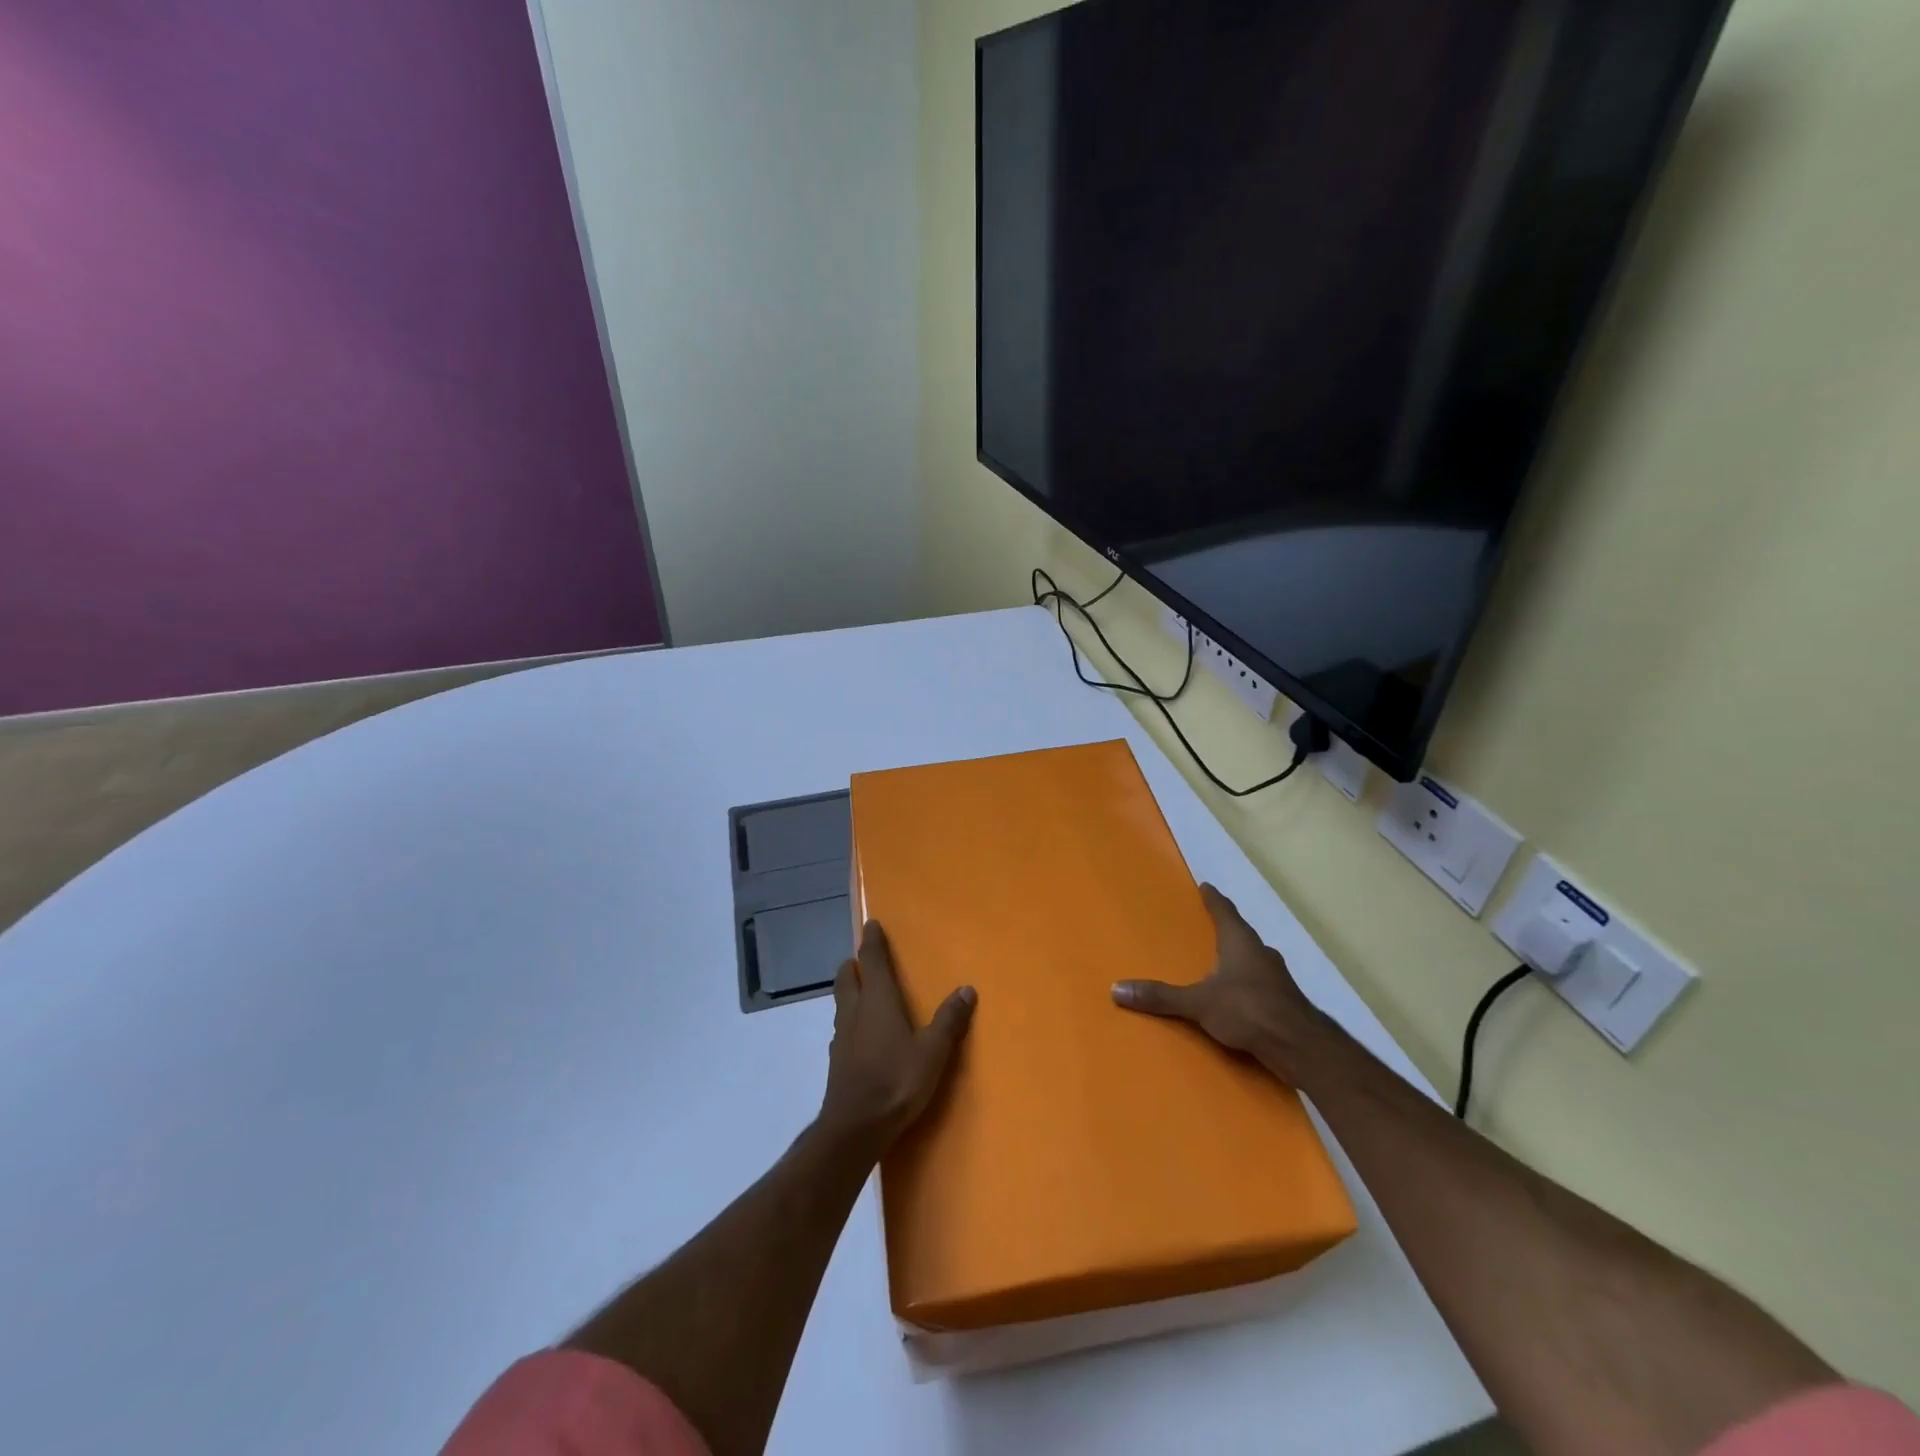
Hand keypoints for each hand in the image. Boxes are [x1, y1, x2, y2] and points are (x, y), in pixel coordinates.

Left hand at [818, 922, 975, 1154]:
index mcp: (877, 1000)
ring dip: (850, 991)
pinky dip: (851, 1020)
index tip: (871, 924)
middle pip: (847, 977)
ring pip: (841, 1002)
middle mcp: (855, 1011)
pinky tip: (862, 1036)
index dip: (871, 941)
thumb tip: (967, 988)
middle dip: (854, 965)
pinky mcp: (837, 1060)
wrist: (855, 1127)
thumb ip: (949, 1020)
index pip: (871, 960)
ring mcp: (841, 1037)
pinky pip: (842, 1028)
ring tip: (864, 994)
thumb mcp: (933, 1051)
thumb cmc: (896, 1080)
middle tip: (864, 961)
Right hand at [1112, 883, 1330, 1081]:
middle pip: (1241, 934)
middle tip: (1208, 928)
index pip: (1225, 911)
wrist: (1301, 1047)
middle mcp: (1261, 954)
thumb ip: (1160, 997)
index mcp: (1241, 942)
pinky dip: (1247, 984)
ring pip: (1254, 960)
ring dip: (1239, 959)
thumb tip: (1116, 989)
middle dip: (1226, 930)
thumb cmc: (1249, 1010)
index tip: (1206, 886)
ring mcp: (1277, 979)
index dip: (1214, 899)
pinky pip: (1260, 984)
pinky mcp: (1284, 1002)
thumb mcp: (1198, 1003)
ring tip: (1220, 964)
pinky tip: (1238, 997)